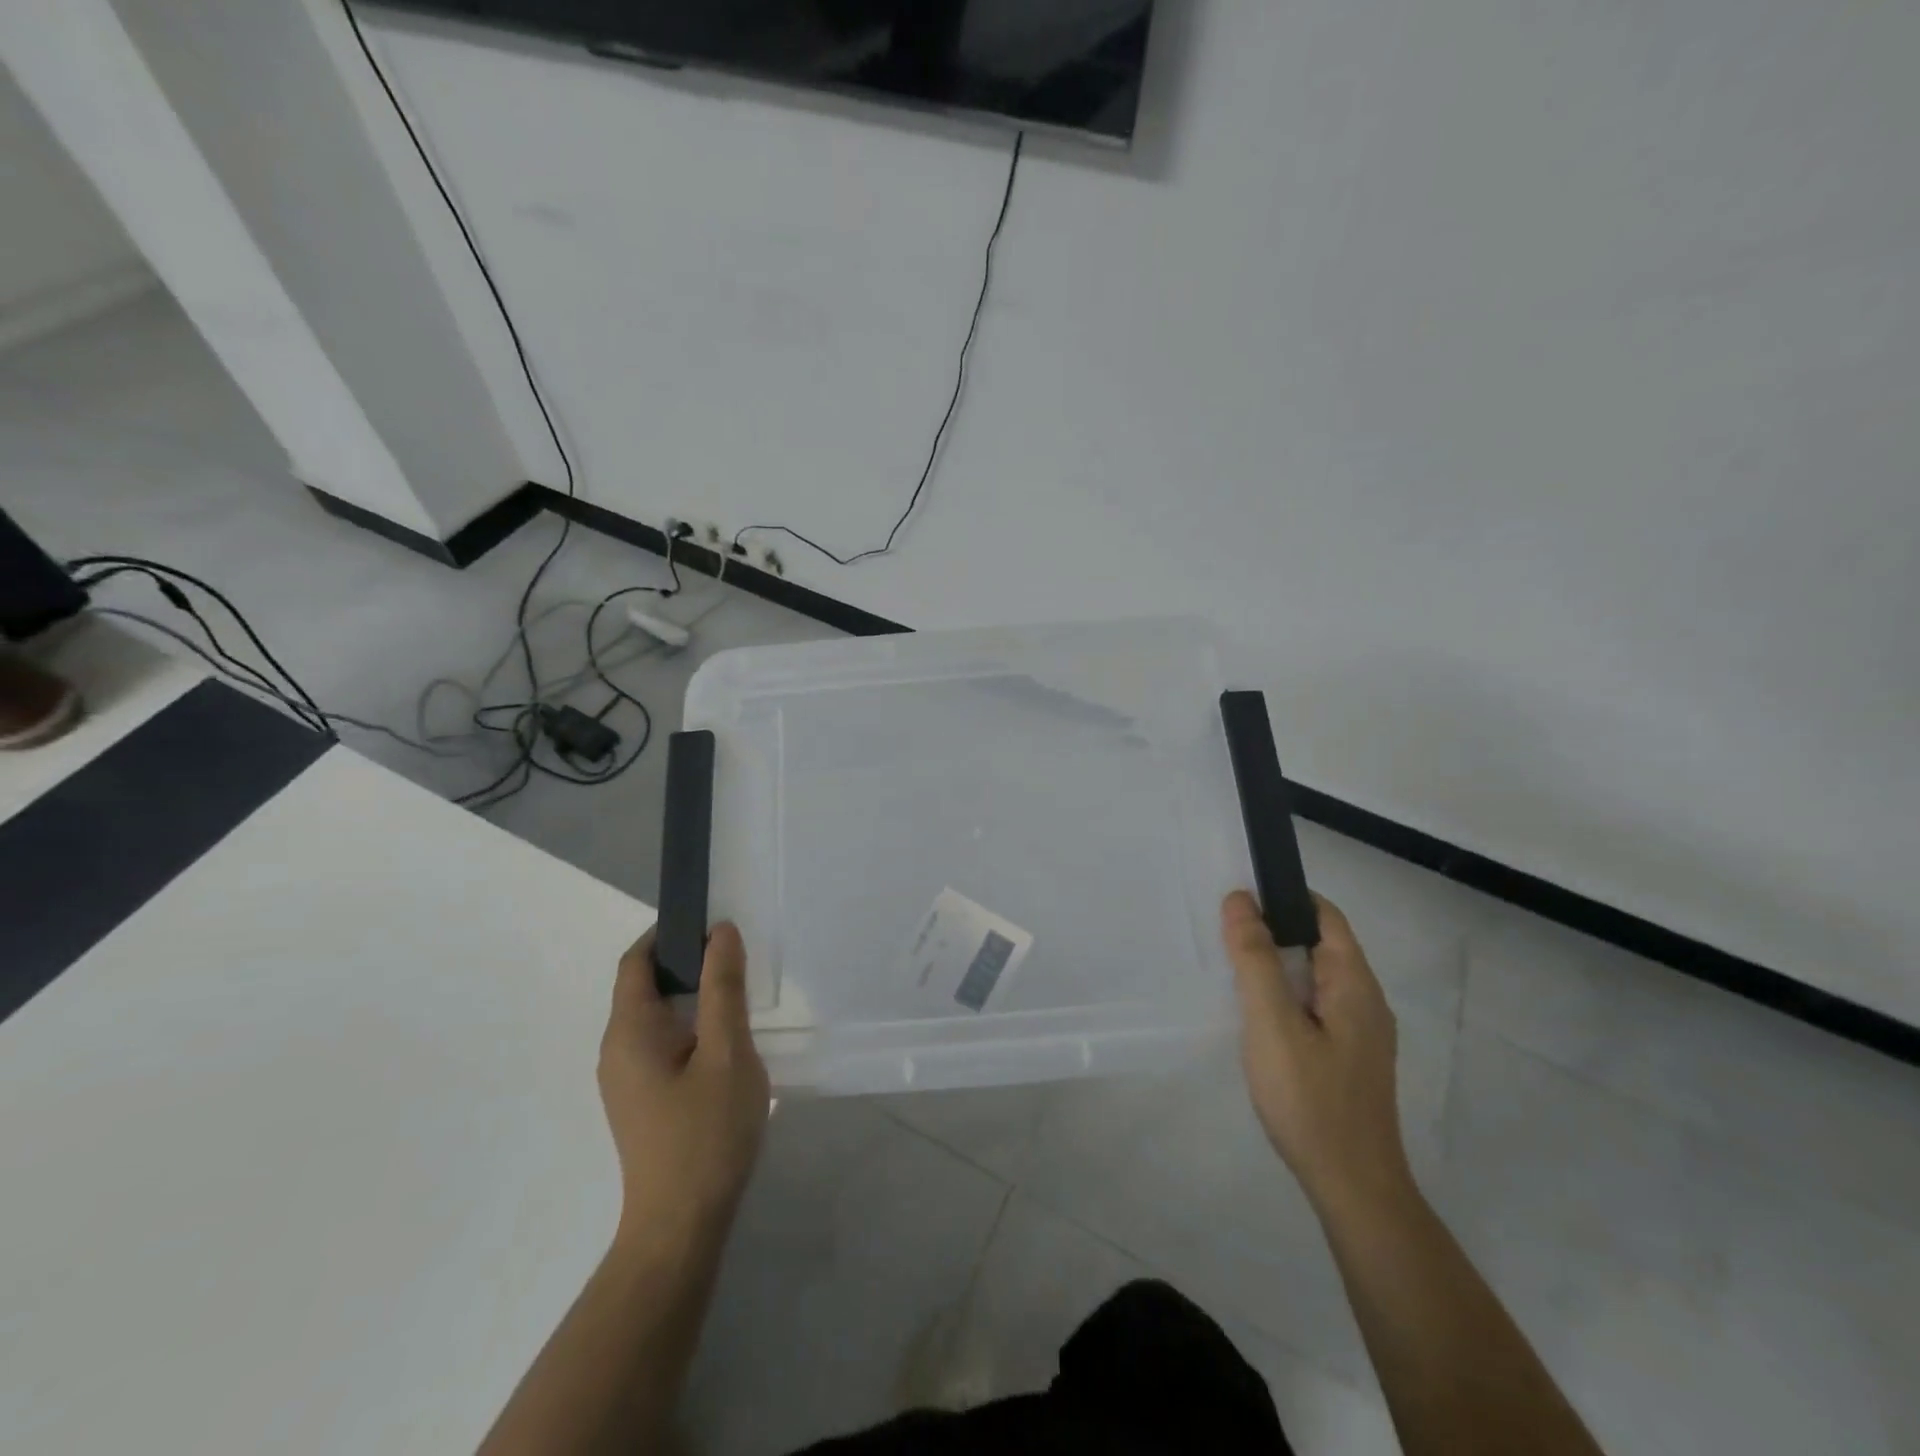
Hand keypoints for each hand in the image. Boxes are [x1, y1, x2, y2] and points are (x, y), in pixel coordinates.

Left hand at [598, 924, 769, 1254]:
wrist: (681, 1225)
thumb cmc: (706, 1134)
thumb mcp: (727, 1052)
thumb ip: (724, 988)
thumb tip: (721, 932)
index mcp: (629, 1031)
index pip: (636, 961)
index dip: (668, 933)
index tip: (709, 921)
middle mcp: (615, 1049)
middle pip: (643, 985)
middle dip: (684, 961)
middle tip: (734, 953)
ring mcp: (625, 1078)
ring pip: (654, 1016)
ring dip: (689, 993)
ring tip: (735, 990)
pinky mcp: (640, 1099)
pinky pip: (659, 1041)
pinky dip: (687, 1023)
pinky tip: (723, 1037)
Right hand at [1222, 890, 1415, 1220]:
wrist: (1353, 1188)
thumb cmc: (1310, 1099)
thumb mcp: (1272, 1023)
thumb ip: (1254, 959)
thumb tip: (1240, 900)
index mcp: (1354, 984)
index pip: (1325, 916)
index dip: (1285, 896)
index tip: (1240, 895)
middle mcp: (1365, 1001)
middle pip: (1319, 944)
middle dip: (1273, 929)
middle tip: (1223, 931)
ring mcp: (1359, 1033)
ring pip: (1314, 977)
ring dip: (1276, 964)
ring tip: (1231, 967)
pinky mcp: (1347, 1058)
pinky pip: (1313, 1006)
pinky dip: (1283, 994)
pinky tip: (1255, 1015)